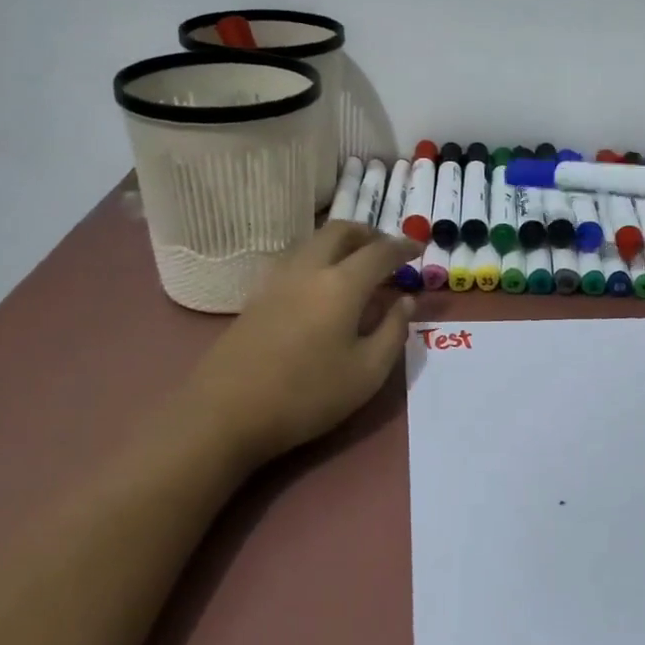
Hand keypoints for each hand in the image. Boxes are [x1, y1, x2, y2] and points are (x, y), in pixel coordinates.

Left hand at [186, 222, 417, 468]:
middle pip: (340, 231)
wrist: (225, 413)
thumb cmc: (307, 395)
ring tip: (356, 266)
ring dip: (340, 243)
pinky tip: (322, 288)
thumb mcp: (367, 373)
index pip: (380, 252)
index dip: (403, 247)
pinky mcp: (257, 296)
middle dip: (368, 233)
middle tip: (386, 251)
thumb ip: (393, 331)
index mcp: (341, 284)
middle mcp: (309, 269)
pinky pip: (296, 260)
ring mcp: (277, 280)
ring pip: (313, 242)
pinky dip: (318, 259)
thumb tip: (406, 301)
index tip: (418, 248)